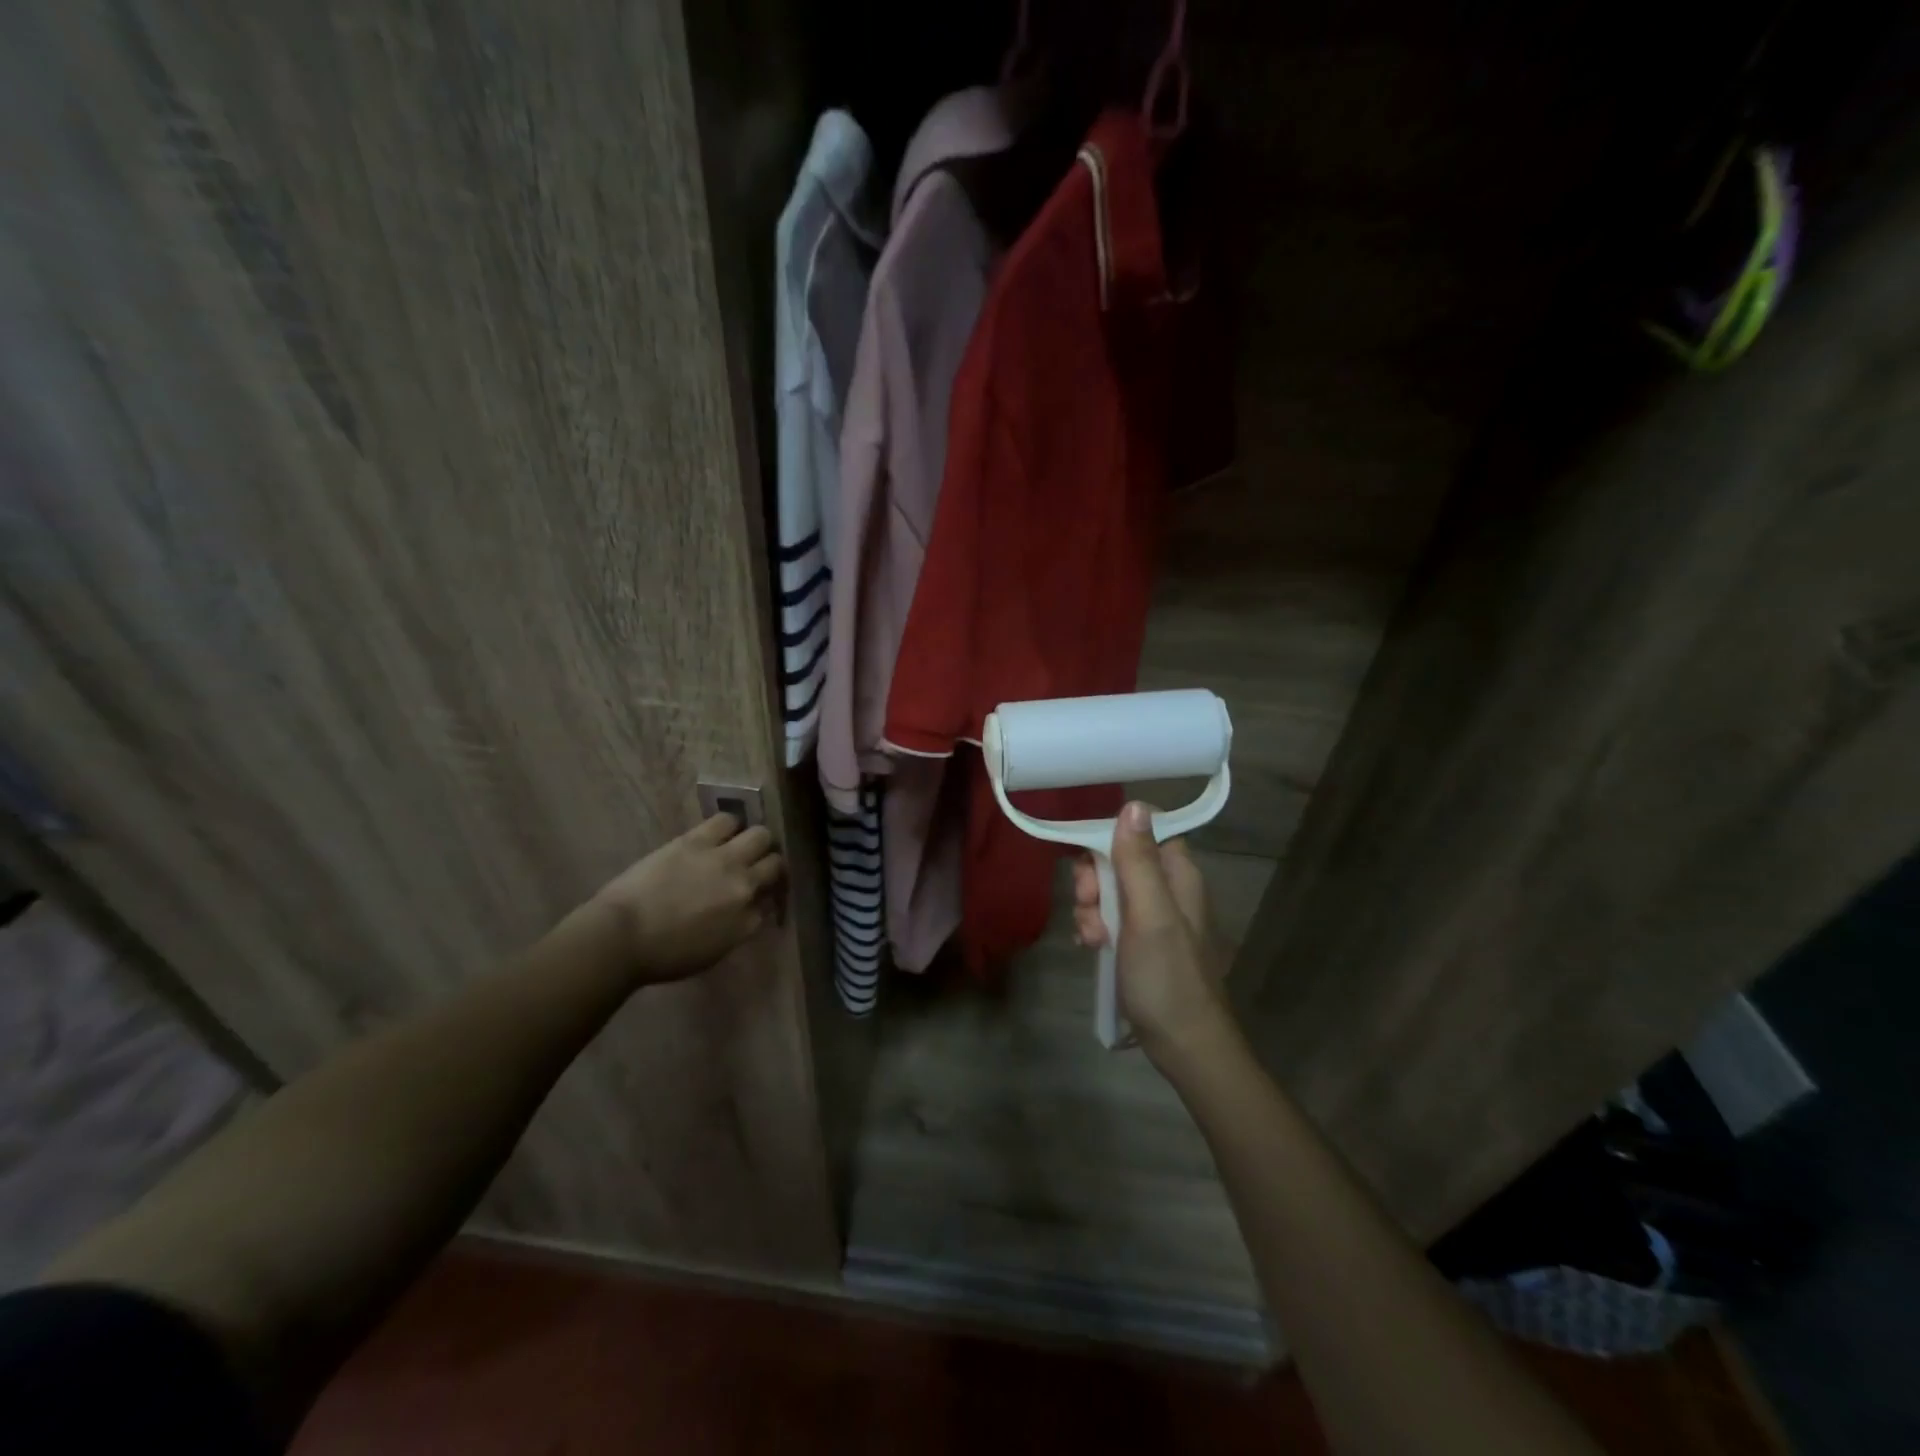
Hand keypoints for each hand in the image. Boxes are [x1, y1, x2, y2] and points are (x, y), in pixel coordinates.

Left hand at [594, 814, 784, 981]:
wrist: (622, 936)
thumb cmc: (662, 956)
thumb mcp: (711, 953)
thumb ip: (735, 929)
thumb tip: (744, 910)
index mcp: (747, 922)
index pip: (770, 902)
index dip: (764, 896)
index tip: (755, 896)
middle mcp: (744, 887)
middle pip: (775, 863)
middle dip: (768, 863)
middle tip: (754, 865)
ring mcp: (724, 860)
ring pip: (760, 835)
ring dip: (753, 840)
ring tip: (738, 843)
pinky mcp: (698, 841)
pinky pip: (727, 820)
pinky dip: (729, 825)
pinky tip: (720, 831)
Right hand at [1073, 802, 1235, 1065]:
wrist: (1184, 1046)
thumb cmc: (1167, 978)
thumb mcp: (1149, 916)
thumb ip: (1139, 862)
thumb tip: (1133, 805)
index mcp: (1178, 874)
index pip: (1143, 830)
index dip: (1112, 838)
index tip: (1094, 862)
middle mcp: (1168, 888)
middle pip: (1119, 859)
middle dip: (1095, 881)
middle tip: (1090, 907)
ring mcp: (1154, 916)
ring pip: (1109, 890)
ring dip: (1091, 909)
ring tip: (1093, 940)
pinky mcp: (1140, 941)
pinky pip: (1109, 918)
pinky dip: (1096, 928)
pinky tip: (1092, 949)